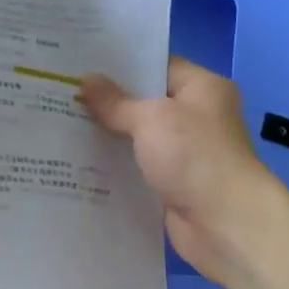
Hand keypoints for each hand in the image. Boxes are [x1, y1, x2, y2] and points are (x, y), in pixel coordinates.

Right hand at [81, 57, 277, 283]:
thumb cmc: (195, 158)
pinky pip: (138, 165)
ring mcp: (185, 151)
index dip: (120, 64)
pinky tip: (80, 159)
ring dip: (108, 134)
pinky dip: (116, 164)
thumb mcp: (151, 119)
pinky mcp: (173, 182)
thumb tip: (86, 80)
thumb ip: (115, 101)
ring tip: (62, 122)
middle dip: (107, 100)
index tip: (81, 62)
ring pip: (138, 136)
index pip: (157, 64)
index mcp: (202, 88)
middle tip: (63, 90)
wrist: (226, 225)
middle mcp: (196, 115)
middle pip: (145, 101)